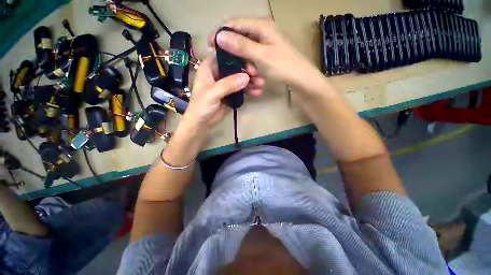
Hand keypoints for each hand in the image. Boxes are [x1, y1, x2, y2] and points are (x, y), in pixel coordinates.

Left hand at [180, 54, 264, 132]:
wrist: (202, 122)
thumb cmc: (201, 106)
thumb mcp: (212, 94)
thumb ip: (228, 85)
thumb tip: (247, 77)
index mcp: (209, 67)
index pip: (224, 54)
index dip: (236, 55)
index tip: (249, 60)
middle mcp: (218, 73)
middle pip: (235, 66)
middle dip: (247, 69)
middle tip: (257, 75)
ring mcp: (226, 84)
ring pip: (240, 78)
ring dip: (250, 81)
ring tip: (261, 84)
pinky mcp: (231, 93)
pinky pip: (241, 89)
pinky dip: (249, 90)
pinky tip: (257, 92)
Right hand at [209, 17, 327, 94]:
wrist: (300, 79)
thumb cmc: (283, 67)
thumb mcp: (261, 56)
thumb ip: (242, 46)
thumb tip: (220, 36)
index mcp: (261, 26)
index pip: (234, 23)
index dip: (221, 32)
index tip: (210, 45)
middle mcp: (262, 31)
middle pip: (239, 35)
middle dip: (232, 50)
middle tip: (227, 63)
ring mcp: (264, 43)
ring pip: (245, 48)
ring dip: (242, 61)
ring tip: (246, 72)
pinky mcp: (266, 54)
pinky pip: (251, 57)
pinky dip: (249, 64)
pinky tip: (251, 73)